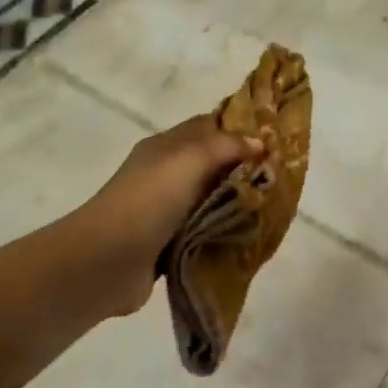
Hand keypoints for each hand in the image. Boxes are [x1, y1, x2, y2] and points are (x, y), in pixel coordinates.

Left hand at [81, 114, 263, 317]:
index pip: (208, 127)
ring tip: (272, 209)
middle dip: (245, 169)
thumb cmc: (149, 200)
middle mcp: (166, 174)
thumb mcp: (190, 160)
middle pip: (213, 165)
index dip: (239, 128)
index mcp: (166, 147)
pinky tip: (250, 237)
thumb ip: (226, 146)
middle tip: (281, 178)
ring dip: (237, 204)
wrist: (107, 260)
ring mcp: (167, 211)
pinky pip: (206, 231)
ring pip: (212, 200)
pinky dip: (225, 233)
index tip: (275, 138)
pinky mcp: (170, 244)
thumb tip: (259, 142)